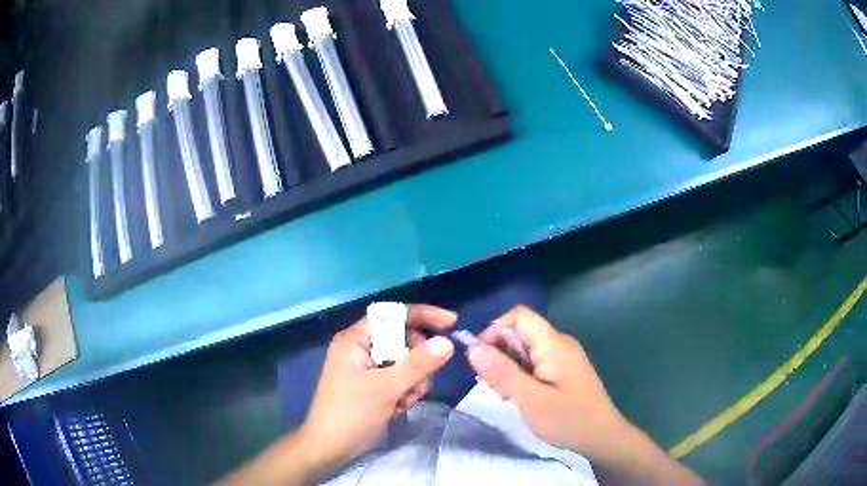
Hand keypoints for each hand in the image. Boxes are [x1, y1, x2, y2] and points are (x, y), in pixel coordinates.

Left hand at [300, 304, 456, 468]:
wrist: (330, 447)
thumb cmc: (351, 413)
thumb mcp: (386, 388)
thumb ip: (418, 364)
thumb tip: (447, 343)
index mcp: (355, 339)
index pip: (393, 314)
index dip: (422, 315)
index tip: (450, 323)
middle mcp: (361, 348)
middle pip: (403, 340)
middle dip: (417, 362)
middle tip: (418, 384)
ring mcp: (367, 368)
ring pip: (406, 362)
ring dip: (412, 382)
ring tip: (403, 402)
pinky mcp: (373, 385)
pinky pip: (400, 379)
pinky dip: (405, 392)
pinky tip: (398, 408)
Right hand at [467, 306, 700, 483]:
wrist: (603, 437)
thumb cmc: (569, 420)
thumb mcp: (531, 400)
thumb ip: (503, 373)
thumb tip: (473, 348)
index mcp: (553, 344)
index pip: (518, 316)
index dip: (494, 330)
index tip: (481, 360)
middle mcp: (559, 344)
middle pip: (520, 332)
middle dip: (499, 354)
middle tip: (494, 386)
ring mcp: (562, 358)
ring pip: (525, 350)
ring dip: (508, 367)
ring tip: (506, 395)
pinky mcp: (563, 371)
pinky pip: (534, 363)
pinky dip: (520, 375)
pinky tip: (520, 397)